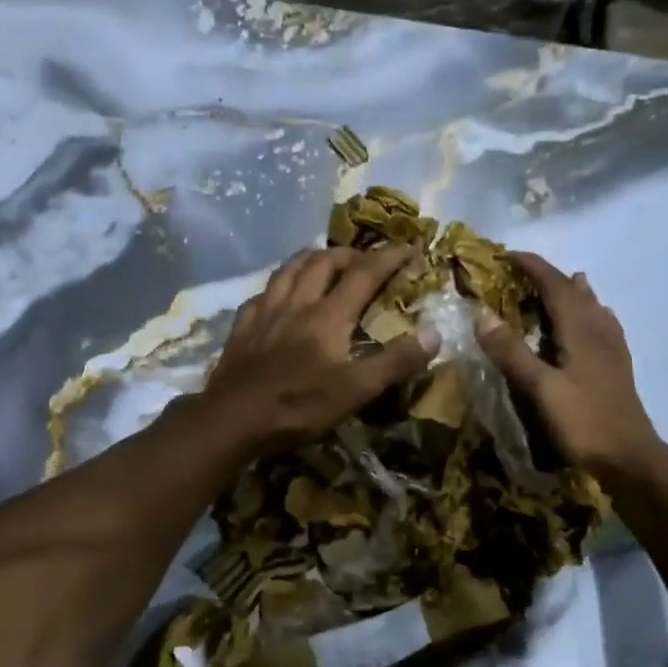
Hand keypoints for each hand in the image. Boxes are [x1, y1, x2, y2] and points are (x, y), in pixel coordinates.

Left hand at [200, 244, 439, 459]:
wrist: (233, 419)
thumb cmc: (298, 406)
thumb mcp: (356, 391)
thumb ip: (395, 361)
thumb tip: (435, 333)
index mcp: (328, 315)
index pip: (364, 274)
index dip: (389, 257)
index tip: (410, 247)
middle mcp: (296, 303)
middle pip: (322, 263)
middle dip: (348, 254)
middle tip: (363, 259)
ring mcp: (264, 312)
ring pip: (288, 270)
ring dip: (310, 259)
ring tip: (322, 261)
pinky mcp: (241, 328)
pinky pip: (261, 294)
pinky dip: (277, 286)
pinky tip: (277, 296)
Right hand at [475, 251, 667, 481]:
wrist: (629, 458)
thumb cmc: (583, 422)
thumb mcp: (539, 388)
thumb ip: (511, 351)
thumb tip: (482, 314)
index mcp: (580, 330)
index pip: (555, 285)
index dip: (533, 267)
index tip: (508, 254)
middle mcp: (599, 331)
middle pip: (576, 292)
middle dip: (550, 277)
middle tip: (524, 272)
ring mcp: (613, 349)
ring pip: (593, 308)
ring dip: (573, 293)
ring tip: (565, 283)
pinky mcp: (617, 367)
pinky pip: (602, 326)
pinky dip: (590, 314)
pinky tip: (593, 323)